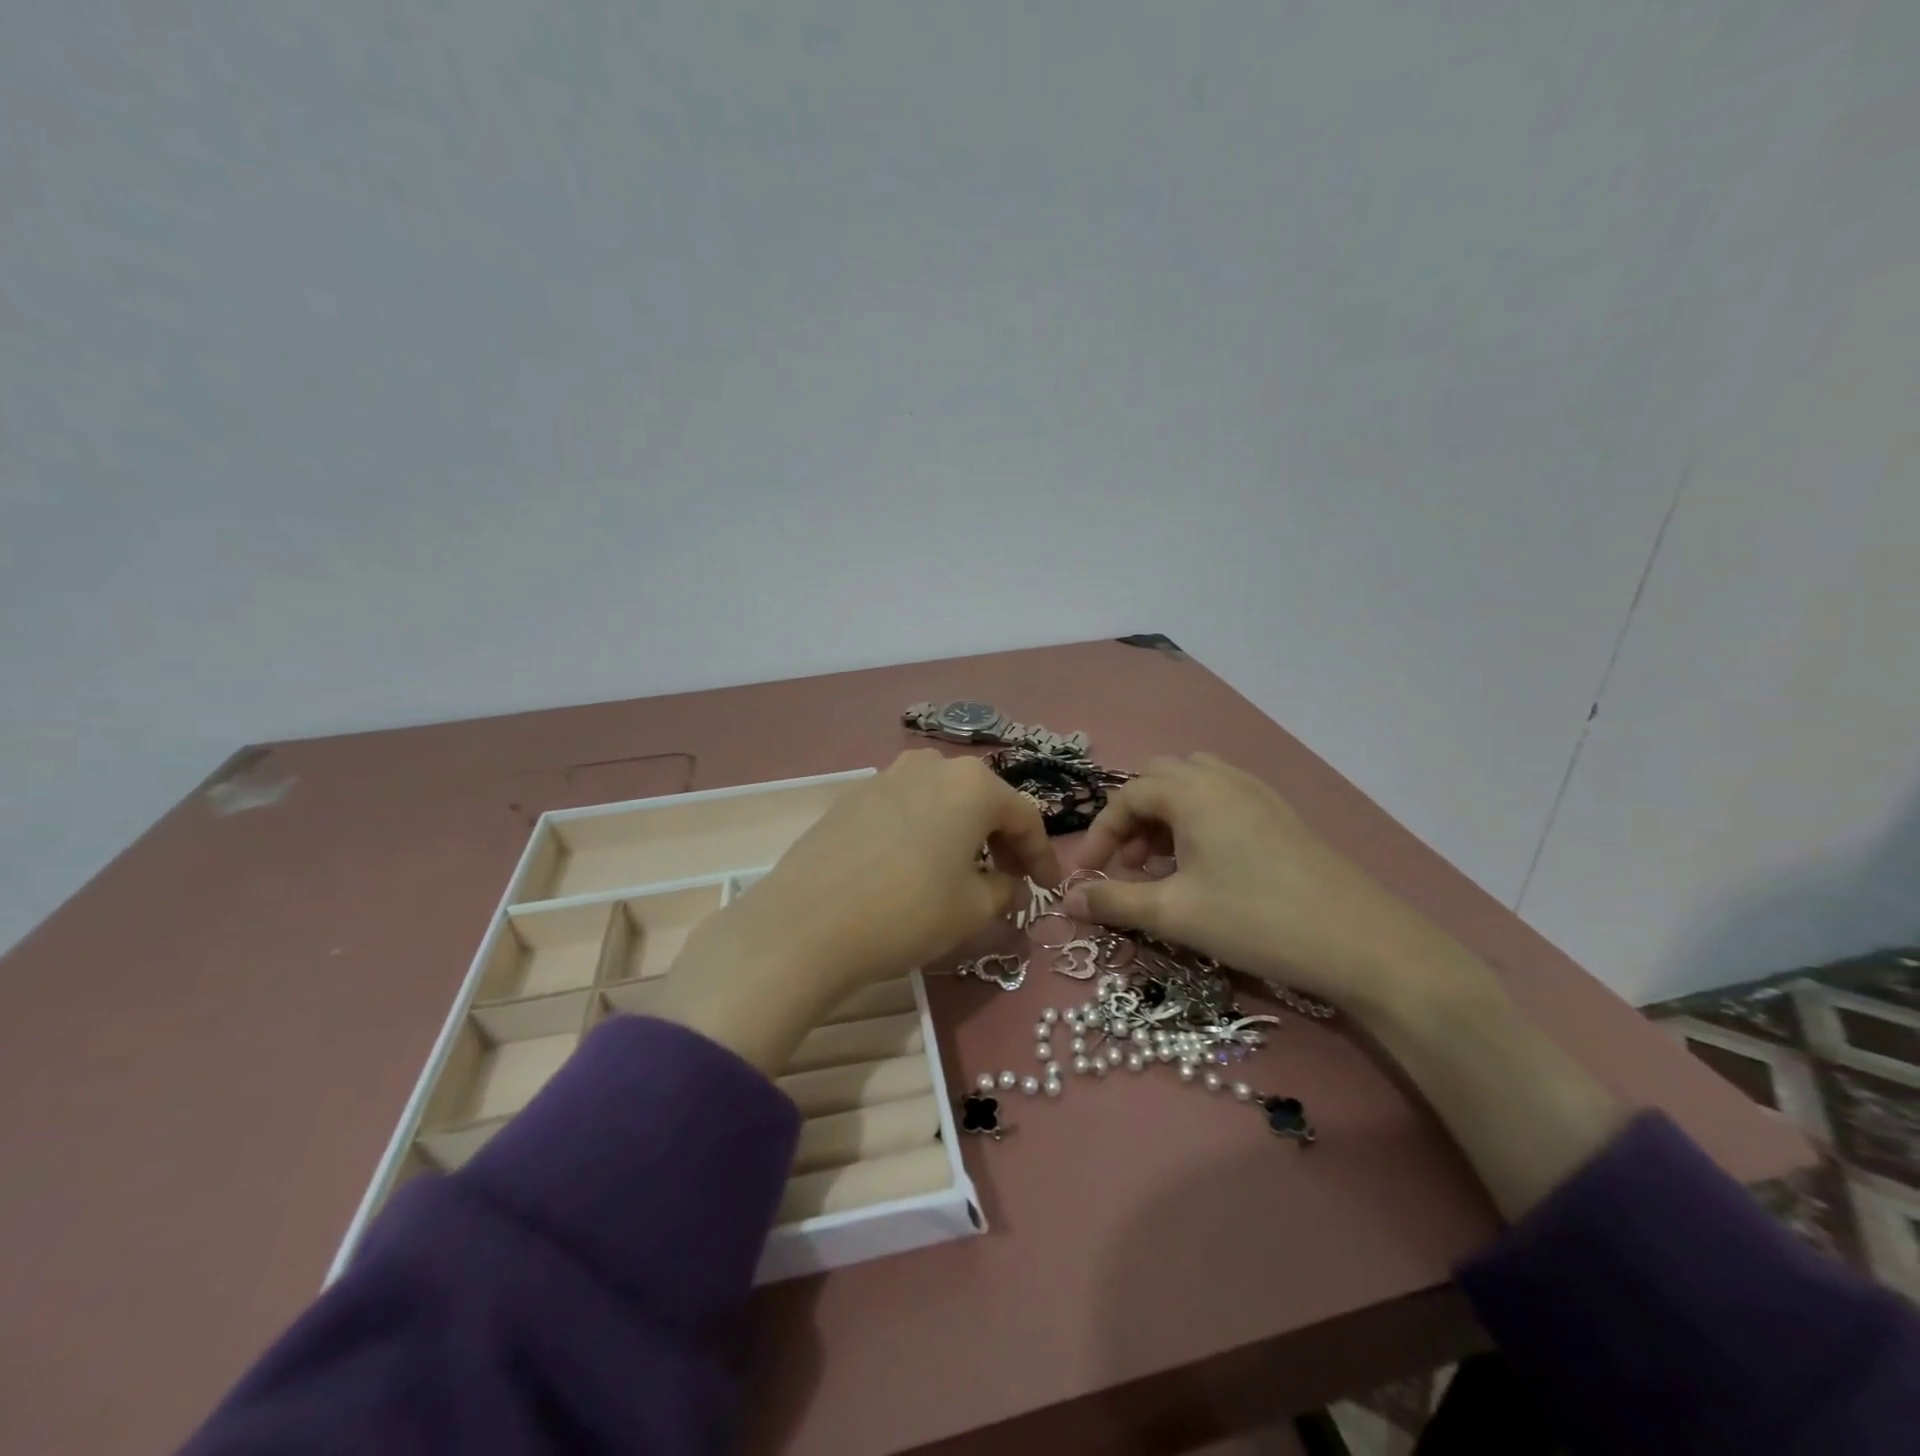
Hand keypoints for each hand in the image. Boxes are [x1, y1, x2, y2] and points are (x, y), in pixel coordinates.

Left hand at [657, 751, 1059, 1071]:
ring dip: (962, 833)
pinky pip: (906, 809)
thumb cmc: (908, 912)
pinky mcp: (853, 796)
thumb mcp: (973, 908)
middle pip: (983, 801)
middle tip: (1011, 879)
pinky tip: (916, 866)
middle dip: (1002, 840)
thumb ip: (1004, 889)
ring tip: (964, 872)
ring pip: (942, 802)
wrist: (807, 923)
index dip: (1042, 855)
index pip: (1025, 817)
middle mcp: (932, 766)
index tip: (1049, 888)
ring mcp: (887, 776)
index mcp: (972, 784)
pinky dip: (925, 833)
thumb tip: (1007, 883)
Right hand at [1063, 753, 1499, 1026]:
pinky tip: (1205, 869)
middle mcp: (1223, 778)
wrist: (1363, 943)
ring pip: (1193, 789)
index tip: (1087, 877)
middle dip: (1132, 820)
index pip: (1127, 796)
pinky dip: (1197, 824)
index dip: (1100, 835)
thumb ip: (1114, 901)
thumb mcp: (1173, 913)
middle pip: (1159, 781)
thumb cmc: (1256, 919)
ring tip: (1163, 869)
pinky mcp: (1281, 815)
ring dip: (1165, 820)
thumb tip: (1066, 901)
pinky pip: (1222, 802)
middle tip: (1128, 866)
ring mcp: (1258, 793)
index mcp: (1193, 791)